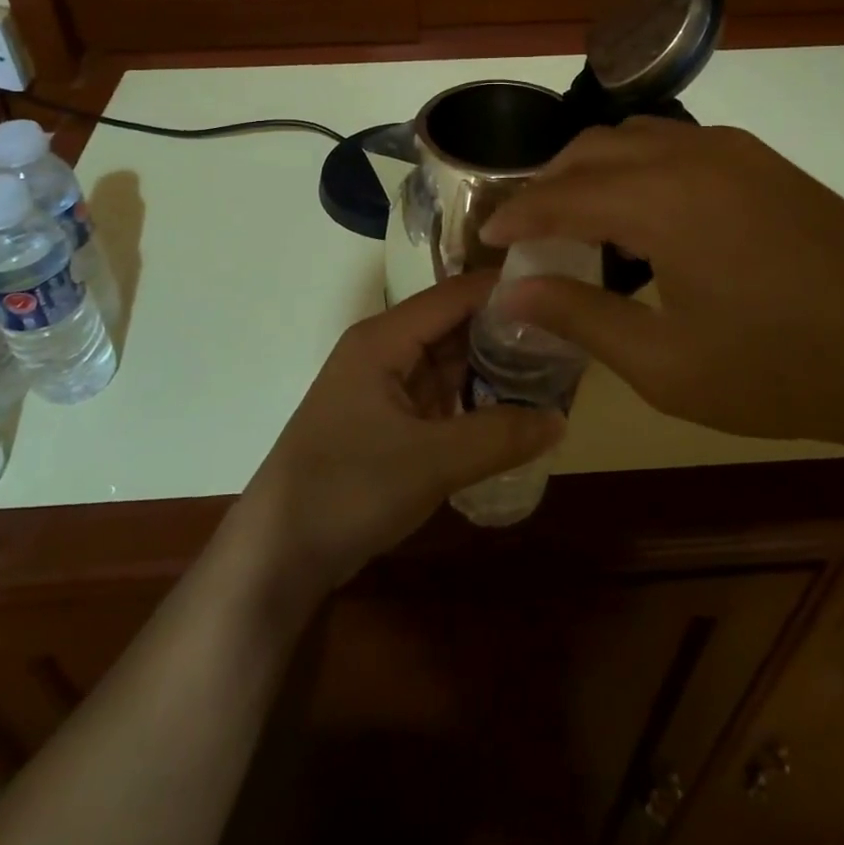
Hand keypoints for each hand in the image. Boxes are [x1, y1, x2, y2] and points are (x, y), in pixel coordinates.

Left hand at [238, 273, 563, 593]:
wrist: (278, 553)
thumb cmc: (348, 489)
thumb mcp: (432, 462)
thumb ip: (499, 435)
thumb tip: (561, 419)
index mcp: (384, 338)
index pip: (455, 295)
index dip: (505, 290)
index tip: (560, 294)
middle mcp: (383, 350)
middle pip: (453, 324)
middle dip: (505, 330)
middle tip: (565, 337)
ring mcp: (383, 386)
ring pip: (448, 360)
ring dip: (491, 365)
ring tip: (551, 368)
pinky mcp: (386, 420)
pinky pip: (438, 394)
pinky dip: (472, 397)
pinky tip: (511, 408)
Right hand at [480, 118, 843, 458]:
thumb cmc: (784, 370)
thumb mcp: (667, 363)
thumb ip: (580, 317)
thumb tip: (511, 292)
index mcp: (661, 200)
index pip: (560, 195)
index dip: (515, 214)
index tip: (484, 236)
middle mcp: (692, 155)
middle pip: (592, 149)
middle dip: (548, 182)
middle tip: (525, 227)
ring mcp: (736, 152)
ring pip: (636, 137)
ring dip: (593, 168)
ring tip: (575, 217)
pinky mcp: (767, 164)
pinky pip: (677, 146)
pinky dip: (637, 167)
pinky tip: (643, 214)